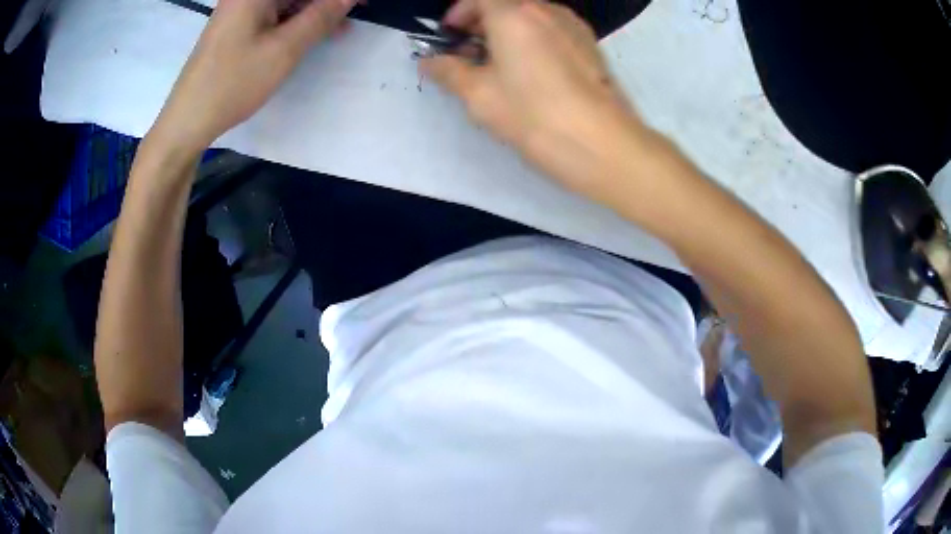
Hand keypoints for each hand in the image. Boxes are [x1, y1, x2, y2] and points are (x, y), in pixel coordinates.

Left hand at [151, 0, 357, 153]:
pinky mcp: (238, 25)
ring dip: (314, 12)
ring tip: (339, 29)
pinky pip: (275, 14)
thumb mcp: (284, 49)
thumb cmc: (233, 83)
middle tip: (352, 15)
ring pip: (288, 2)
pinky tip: (313, 34)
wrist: (188, 119)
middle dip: (325, 3)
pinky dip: (296, 21)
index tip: (360, 5)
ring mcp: (241, 8)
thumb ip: (321, 16)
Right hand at [421, 0, 646, 193]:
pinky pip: (553, 29)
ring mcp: (573, 25)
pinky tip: (533, 72)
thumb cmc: (533, 114)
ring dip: (508, 31)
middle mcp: (546, 9)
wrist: (601, 143)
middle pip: (506, 3)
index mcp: (513, 13)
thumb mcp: (478, 95)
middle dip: (481, 22)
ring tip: (501, 66)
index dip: (459, 12)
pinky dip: (534, 39)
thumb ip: (448, 71)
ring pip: (531, 15)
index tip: (452, 37)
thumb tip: (429, 62)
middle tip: (471, 55)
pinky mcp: (591, 44)